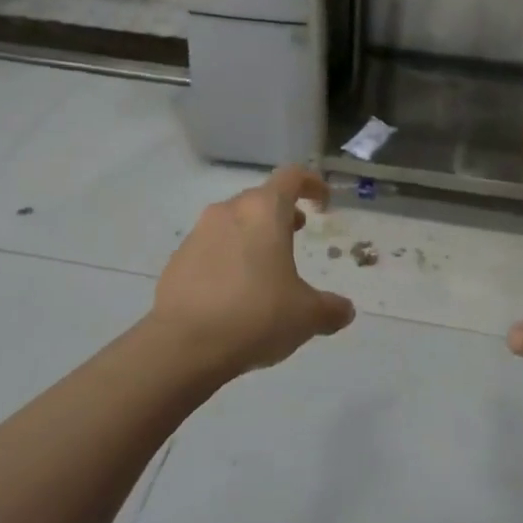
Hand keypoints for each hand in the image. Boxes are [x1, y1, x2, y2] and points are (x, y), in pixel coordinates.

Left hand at [153, 166, 356, 377]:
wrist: (183, 345)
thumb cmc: (256, 315)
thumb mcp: (306, 316)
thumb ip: (330, 309)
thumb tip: (345, 310)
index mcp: (264, 211)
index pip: (292, 176)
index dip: (312, 183)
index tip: (322, 202)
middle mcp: (229, 211)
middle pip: (260, 198)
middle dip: (281, 212)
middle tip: (297, 231)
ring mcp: (198, 234)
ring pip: (233, 222)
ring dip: (253, 234)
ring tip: (266, 265)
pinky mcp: (178, 260)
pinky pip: (210, 248)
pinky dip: (228, 258)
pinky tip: (234, 291)